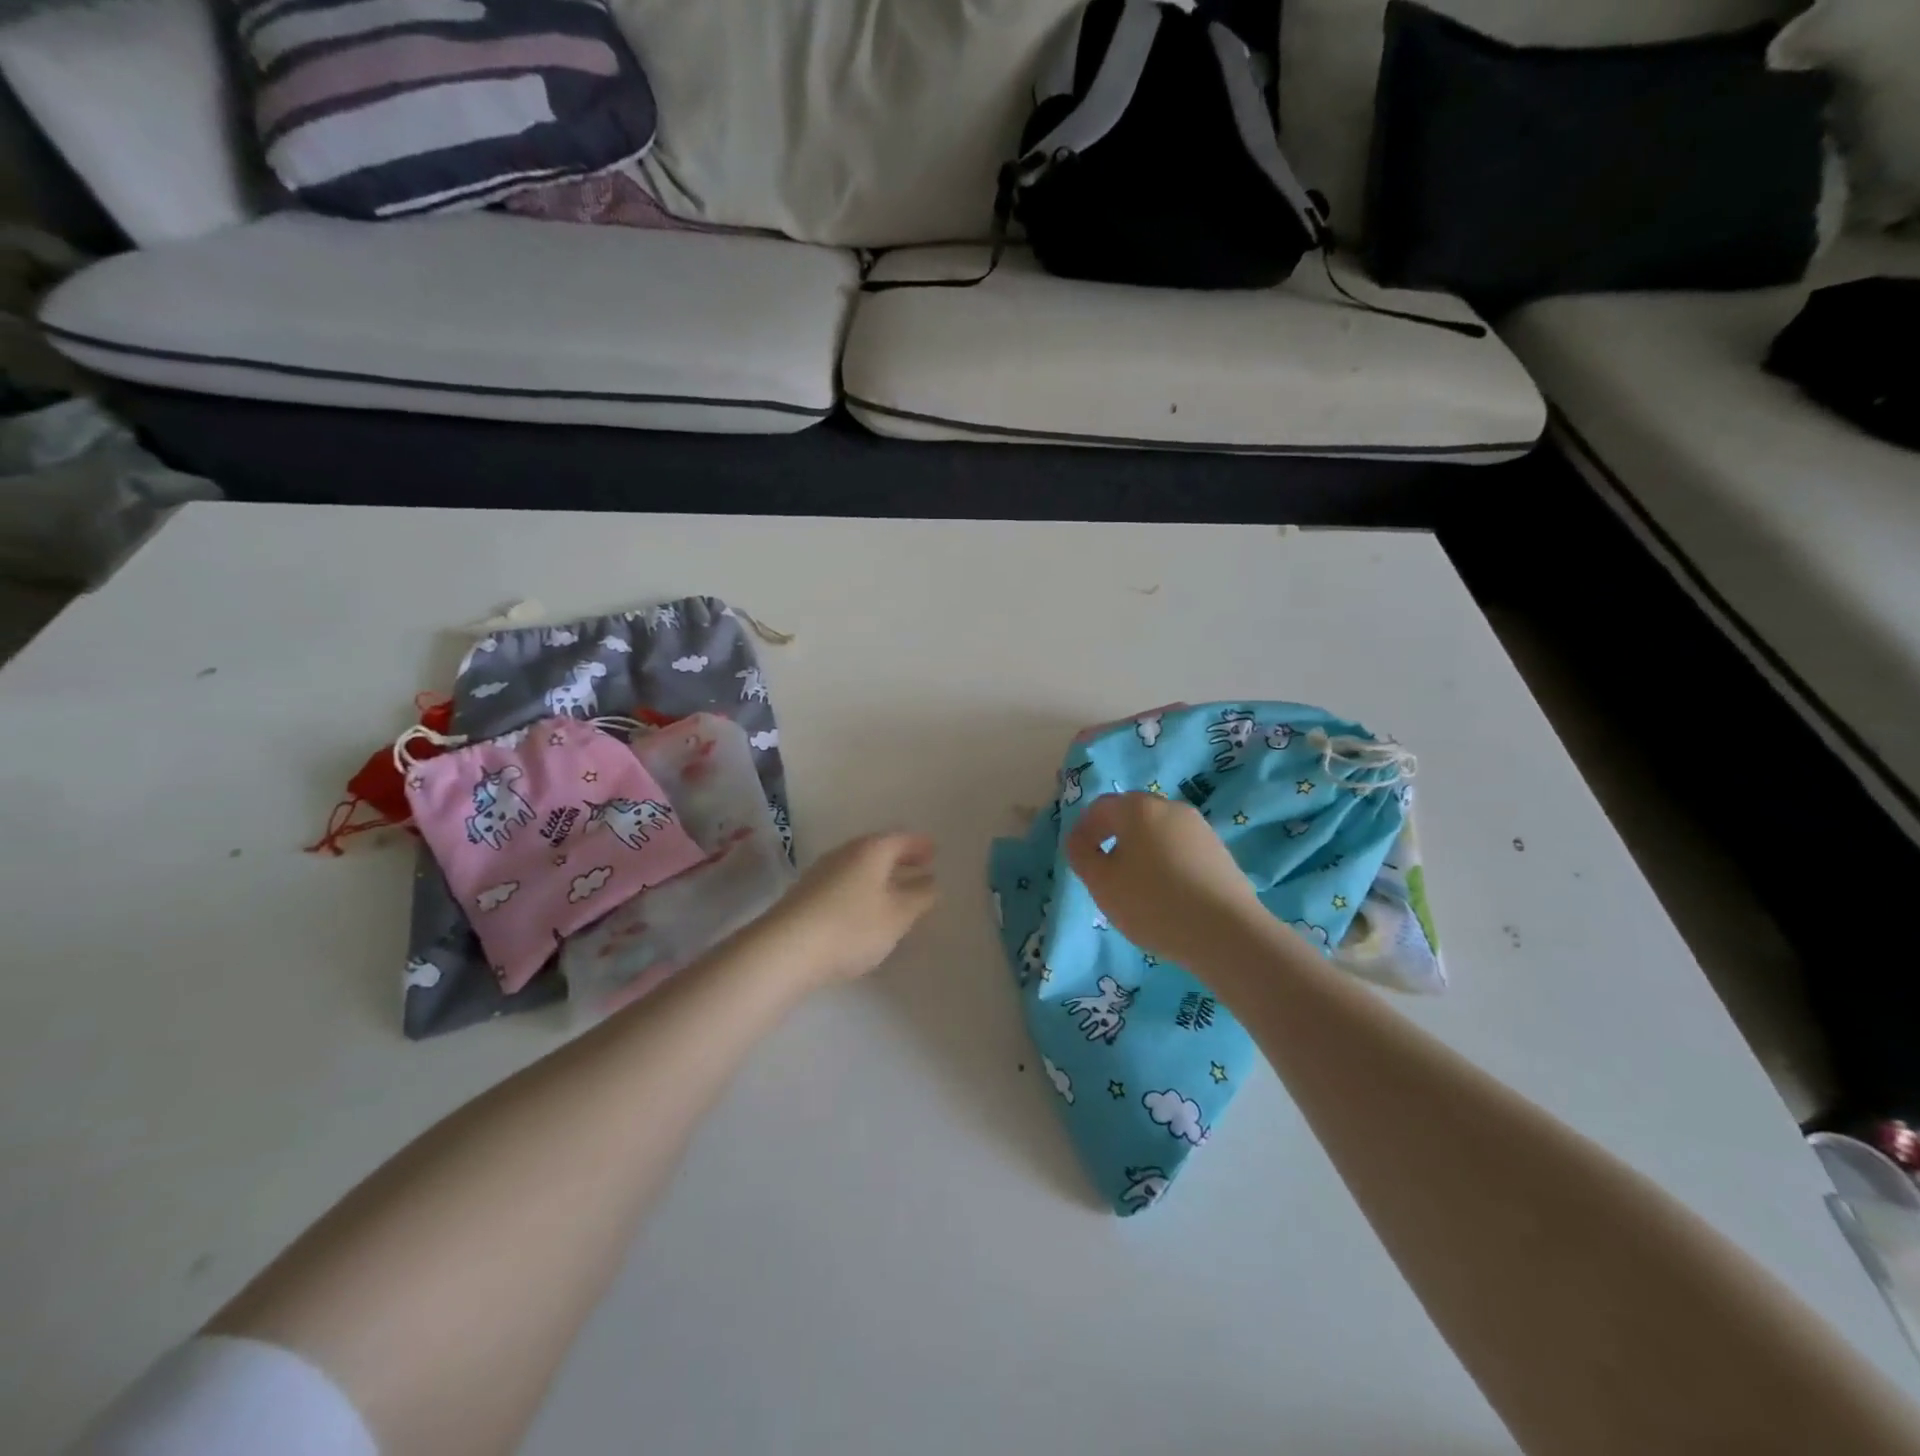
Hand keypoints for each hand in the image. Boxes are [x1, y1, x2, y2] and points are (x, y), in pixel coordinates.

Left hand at [757, 832, 937, 987]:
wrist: (785, 949)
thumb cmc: (852, 927)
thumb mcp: (898, 915)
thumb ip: (920, 897)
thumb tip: (931, 882)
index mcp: (871, 850)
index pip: (901, 839)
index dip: (920, 845)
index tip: (934, 852)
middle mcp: (845, 853)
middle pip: (878, 849)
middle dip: (900, 858)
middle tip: (920, 867)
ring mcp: (821, 872)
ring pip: (859, 867)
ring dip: (880, 875)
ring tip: (896, 890)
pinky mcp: (806, 895)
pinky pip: (844, 883)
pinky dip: (861, 889)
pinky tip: (864, 908)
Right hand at [1066, 793, 1269, 967]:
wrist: (1226, 932)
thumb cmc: (1153, 903)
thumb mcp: (1102, 883)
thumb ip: (1081, 855)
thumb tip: (1080, 842)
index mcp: (1138, 808)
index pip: (1099, 808)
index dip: (1083, 830)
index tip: (1078, 858)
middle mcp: (1170, 807)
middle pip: (1131, 814)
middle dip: (1112, 836)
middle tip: (1103, 870)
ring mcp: (1199, 828)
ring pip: (1157, 831)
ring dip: (1140, 849)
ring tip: (1135, 885)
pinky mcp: (1218, 851)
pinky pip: (1179, 848)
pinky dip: (1165, 862)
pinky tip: (1166, 892)